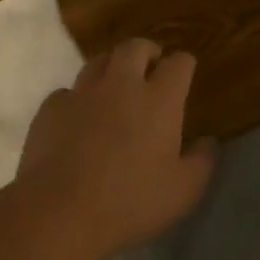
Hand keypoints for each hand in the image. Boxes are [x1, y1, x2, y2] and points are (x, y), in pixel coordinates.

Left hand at [15, 39, 216, 259]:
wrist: (60, 212)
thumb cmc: (130, 202)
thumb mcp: (183, 192)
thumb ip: (201, 162)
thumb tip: (208, 141)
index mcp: (159, 100)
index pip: (178, 64)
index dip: (184, 64)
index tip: (185, 72)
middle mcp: (121, 84)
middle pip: (135, 47)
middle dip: (147, 51)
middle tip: (151, 66)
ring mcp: (82, 93)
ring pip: (98, 61)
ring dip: (111, 67)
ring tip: (114, 86)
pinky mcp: (51, 108)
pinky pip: (67, 91)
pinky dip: (77, 98)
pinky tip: (78, 118)